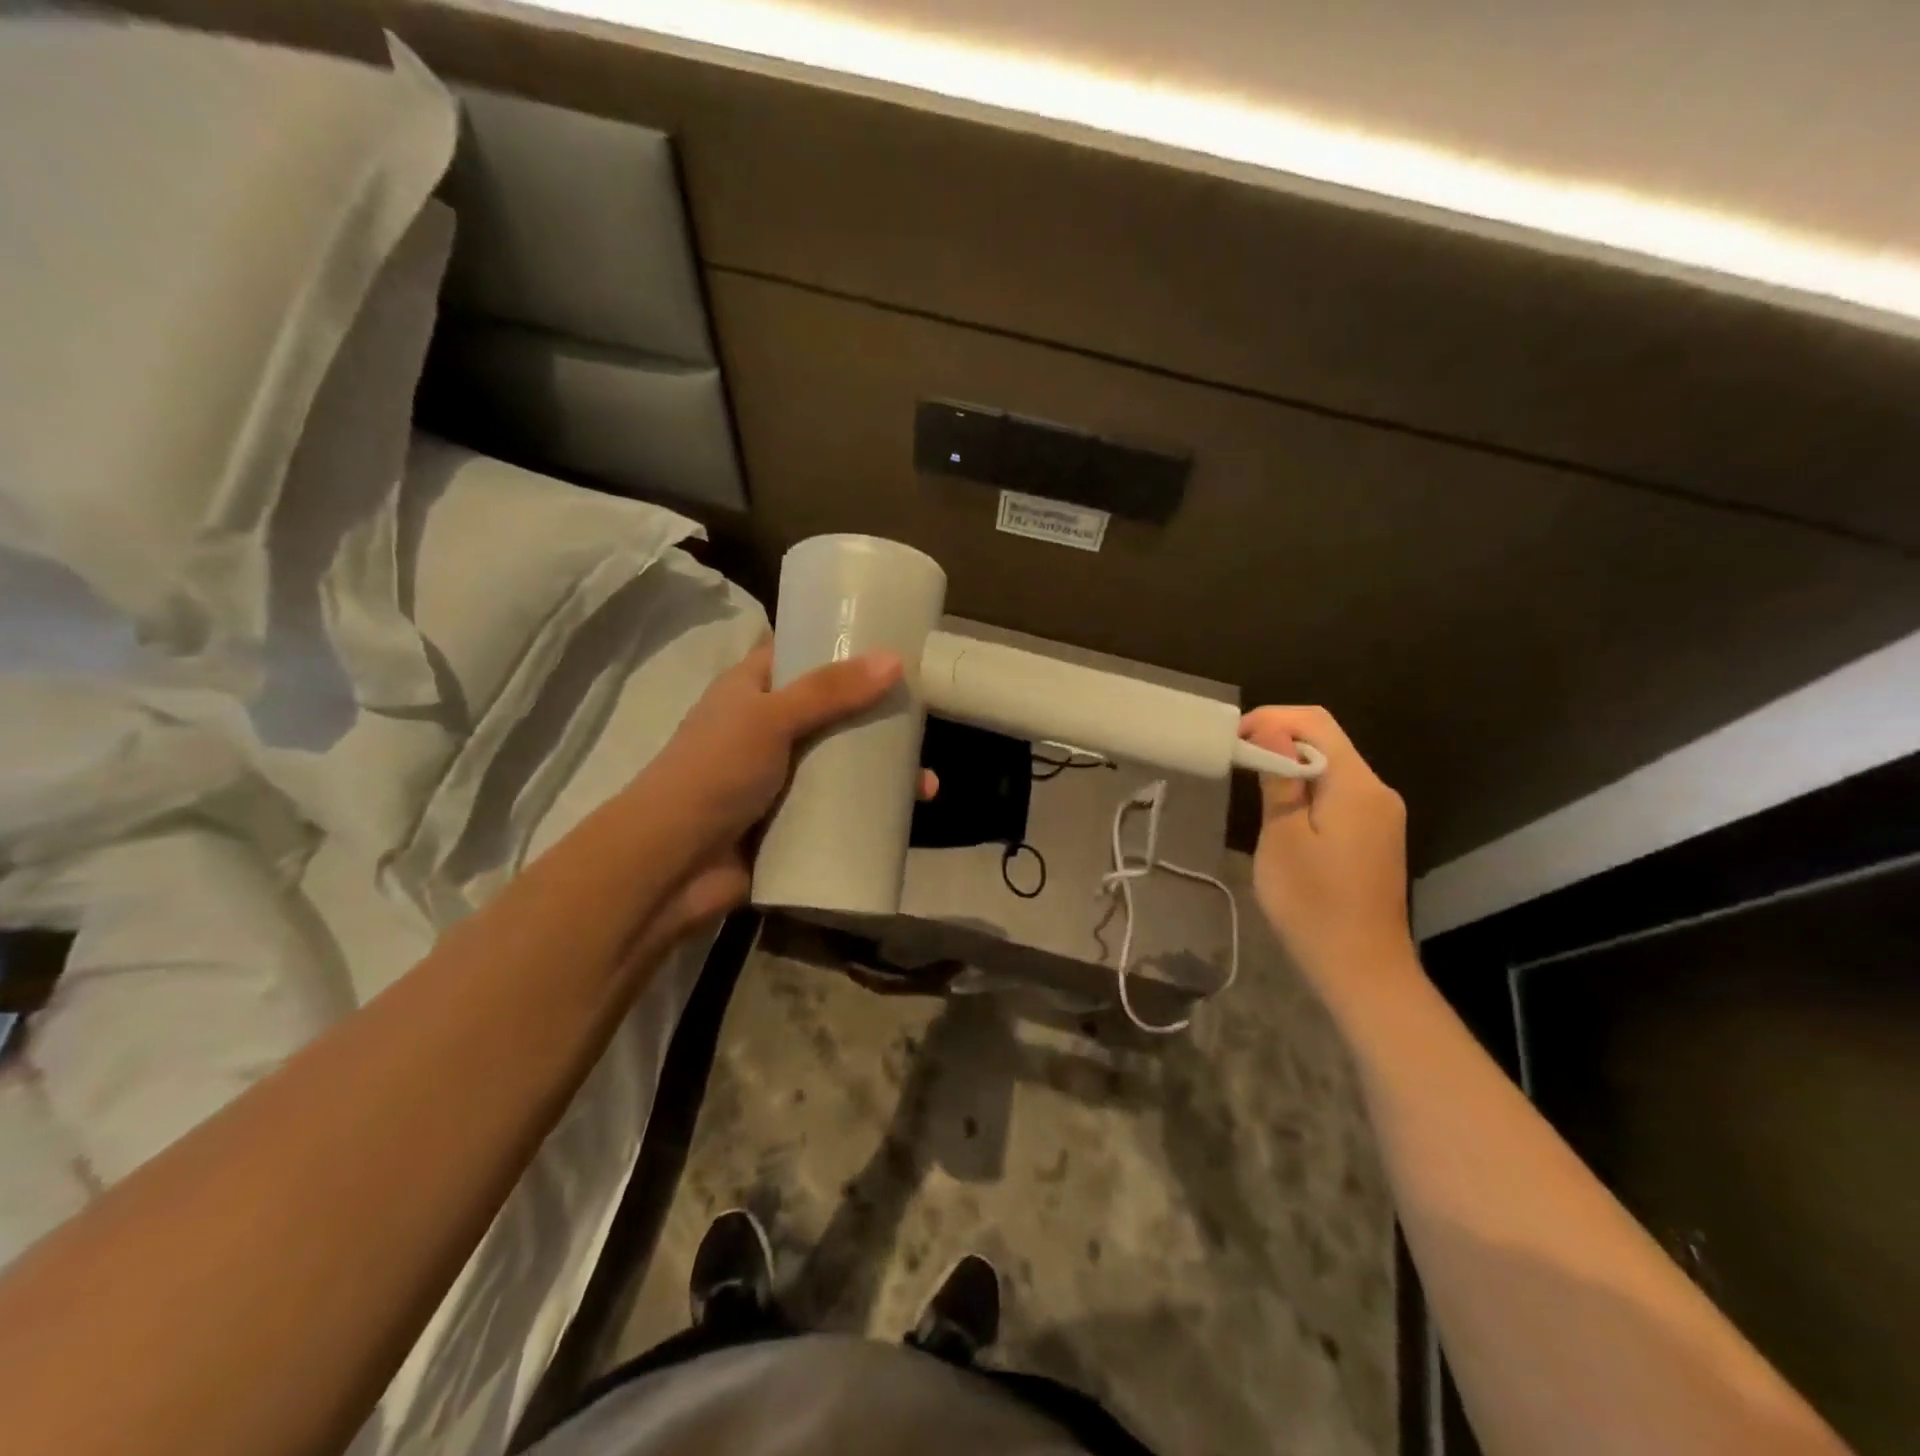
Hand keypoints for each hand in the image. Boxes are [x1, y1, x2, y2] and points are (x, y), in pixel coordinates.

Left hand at [635, 644, 932, 933]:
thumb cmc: (713, 773)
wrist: (671, 865)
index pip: (798, 654)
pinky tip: (908, 816)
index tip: (890, 643)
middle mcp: (767, 730)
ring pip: (841, 765)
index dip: (838, 645)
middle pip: (832, 712)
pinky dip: (870, 811)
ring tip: (926, 783)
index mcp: (750, 691)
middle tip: (925, 715)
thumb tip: (894, 660)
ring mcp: (780, 780)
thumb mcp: (770, 719)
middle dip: (876, 715)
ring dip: (882, 771)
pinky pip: (838, 809)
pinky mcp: (791, 823)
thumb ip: (829, 691)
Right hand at [1240, 706, 1412, 990]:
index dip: (1271, 719)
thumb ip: (1280, 779)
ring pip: (1332, 768)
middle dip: (1279, 740)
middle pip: (1327, 741)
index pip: (1315, 723)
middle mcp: (1378, 790)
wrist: (1361, 968)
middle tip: (1236, 759)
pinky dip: (1307, 788)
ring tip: (1251, 782)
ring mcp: (1381, 814)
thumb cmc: (1312, 903)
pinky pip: (1339, 793)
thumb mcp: (1282, 838)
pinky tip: (1282, 811)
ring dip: (1291, 765)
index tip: (1233, 739)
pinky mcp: (1376, 835)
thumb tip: (1270, 731)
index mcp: (1357, 785)